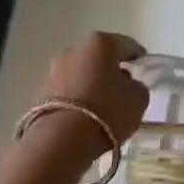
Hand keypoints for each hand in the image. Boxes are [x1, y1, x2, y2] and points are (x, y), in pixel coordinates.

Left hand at [24, 32, 150, 163]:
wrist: (61, 140)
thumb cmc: (107, 111)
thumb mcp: (138, 99)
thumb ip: (136, 86)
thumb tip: (127, 85)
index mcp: (100, 43)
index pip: (126, 45)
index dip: (137, 57)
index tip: (144, 68)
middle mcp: (74, 51)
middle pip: (98, 58)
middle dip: (110, 70)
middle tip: (123, 88)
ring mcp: (53, 72)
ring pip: (80, 75)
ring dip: (91, 85)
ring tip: (103, 107)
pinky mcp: (40, 95)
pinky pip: (66, 93)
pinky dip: (76, 101)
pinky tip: (85, 118)